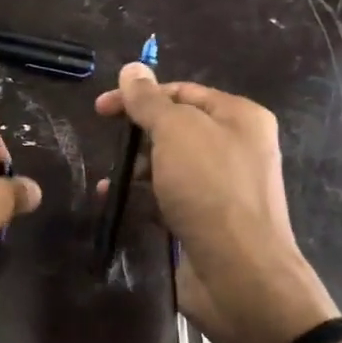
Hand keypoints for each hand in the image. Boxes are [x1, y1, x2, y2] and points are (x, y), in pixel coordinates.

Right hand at [97, 64, 337, 342]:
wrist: (240, 273)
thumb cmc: (210, 190)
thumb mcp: (176, 133)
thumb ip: (149, 101)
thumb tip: (132, 68)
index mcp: (239, 117)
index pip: (182, 92)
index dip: (140, 95)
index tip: (101, 109)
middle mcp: (234, 147)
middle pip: (175, 128)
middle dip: (138, 134)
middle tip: (107, 143)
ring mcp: (221, 186)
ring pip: (168, 164)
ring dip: (135, 168)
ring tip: (110, 180)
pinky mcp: (206, 219)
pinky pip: (168, 197)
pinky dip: (142, 197)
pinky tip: (117, 202)